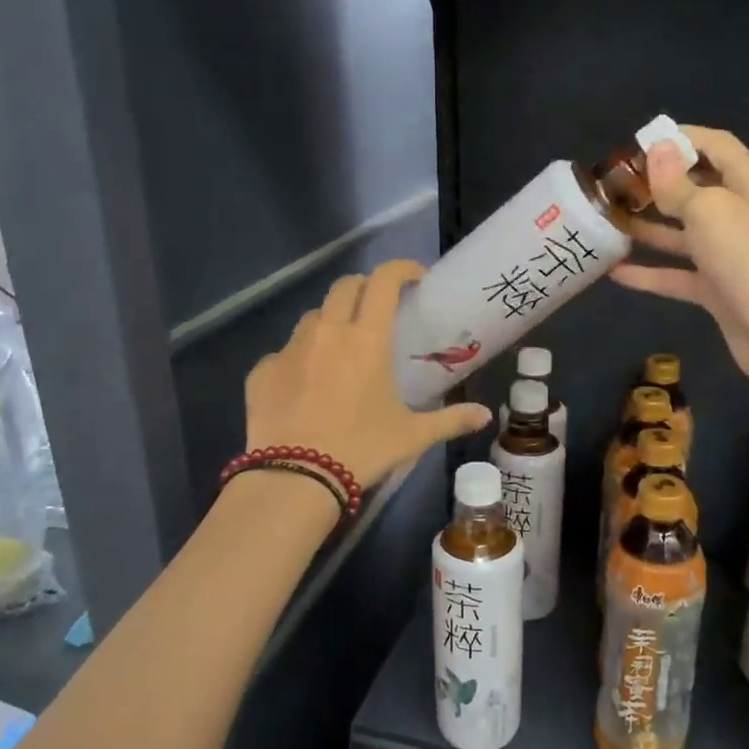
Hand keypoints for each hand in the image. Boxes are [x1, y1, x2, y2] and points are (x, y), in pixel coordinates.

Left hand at [245, 260, 491, 489]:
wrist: (296, 478)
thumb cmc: (362, 449)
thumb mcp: (412, 436)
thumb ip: (450, 420)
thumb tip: (485, 416)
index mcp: (367, 339)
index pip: (383, 281)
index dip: (400, 269)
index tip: (413, 278)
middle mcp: (328, 332)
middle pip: (344, 287)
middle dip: (364, 288)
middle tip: (377, 310)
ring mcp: (290, 349)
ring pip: (313, 317)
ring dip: (331, 322)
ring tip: (340, 350)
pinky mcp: (263, 370)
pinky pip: (284, 353)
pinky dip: (300, 360)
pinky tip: (305, 388)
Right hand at [611, 125, 748, 392]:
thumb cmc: (746, 256)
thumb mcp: (708, 209)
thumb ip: (677, 183)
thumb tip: (658, 149)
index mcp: (748, 184)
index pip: (717, 146)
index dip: (682, 139)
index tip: (640, 144)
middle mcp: (740, 214)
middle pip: (696, 189)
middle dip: (657, 185)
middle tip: (616, 185)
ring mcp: (728, 254)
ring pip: (682, 233)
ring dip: (648, 227)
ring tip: (609, 221)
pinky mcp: (716, 289)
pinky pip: (677, 274)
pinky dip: (649, 272)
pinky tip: (614, 271)